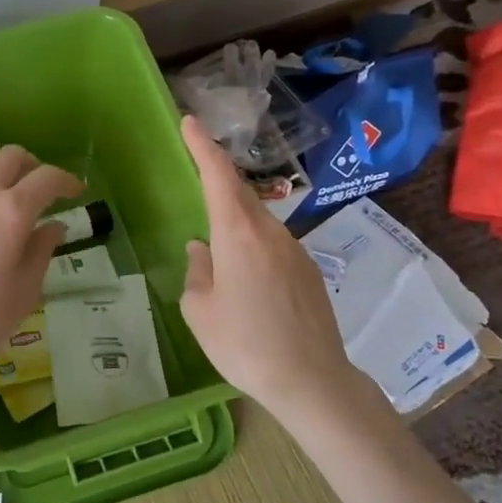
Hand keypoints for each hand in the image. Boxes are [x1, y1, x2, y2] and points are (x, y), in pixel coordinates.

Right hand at [179, 115, 358, 413]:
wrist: (312, 381)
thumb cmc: (244, 345)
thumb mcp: (200, 310)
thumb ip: (198, 271)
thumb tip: (203, 249)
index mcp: (238, 235)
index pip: (218, 176)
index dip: (202, 146)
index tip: (190, 122)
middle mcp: (270, 232)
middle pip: (240, 192)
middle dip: (218, 175)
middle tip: (197, 164)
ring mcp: (295, 250)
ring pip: (258, 220)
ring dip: (235, 214)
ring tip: (216, 237)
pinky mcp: (308, 270)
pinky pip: (272, 243)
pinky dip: (252, 242)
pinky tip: (244, 273)